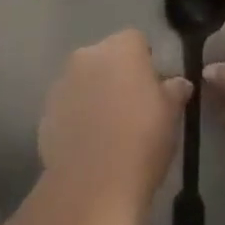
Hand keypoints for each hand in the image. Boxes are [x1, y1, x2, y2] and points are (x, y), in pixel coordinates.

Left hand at [38, 30, 191, 214]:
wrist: (93, 184)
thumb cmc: (142, 139)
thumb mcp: (172, 115)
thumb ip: (174, 91)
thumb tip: (178, 83)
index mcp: (120, 49)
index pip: (136, 41)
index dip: (146, 62)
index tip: (153, 87)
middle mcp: (87, 57)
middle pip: (106, 58)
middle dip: (117, 75)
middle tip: (134, 107)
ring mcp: (61, 84)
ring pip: (84, 81)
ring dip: (95, 95)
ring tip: (110, 130)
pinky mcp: (45, 113)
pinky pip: (68, 107)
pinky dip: (78, 118)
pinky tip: (90, 145)